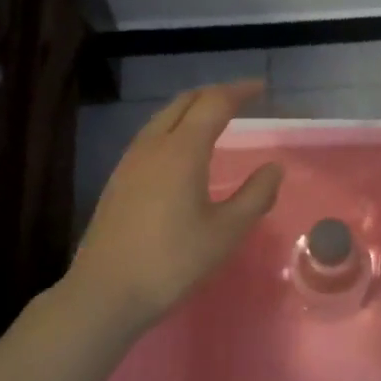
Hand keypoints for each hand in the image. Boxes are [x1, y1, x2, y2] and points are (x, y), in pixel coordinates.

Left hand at [65, 80, 282, 338]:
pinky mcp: (118, 179)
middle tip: (241, 98)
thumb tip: (274, 168)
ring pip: (163, 117)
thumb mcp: (226, 233)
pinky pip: (150, 135)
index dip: (239, 91)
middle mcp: (153, 145)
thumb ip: (255, 196)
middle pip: (184, 102)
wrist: (105, 292)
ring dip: (191, 108)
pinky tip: (181, 150)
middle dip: (214, 93)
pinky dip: (174, 126)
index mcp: (182, 151)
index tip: (261, 87)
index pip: (214, 104)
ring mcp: (130, 161)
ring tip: (214, 117)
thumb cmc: (172, 262)